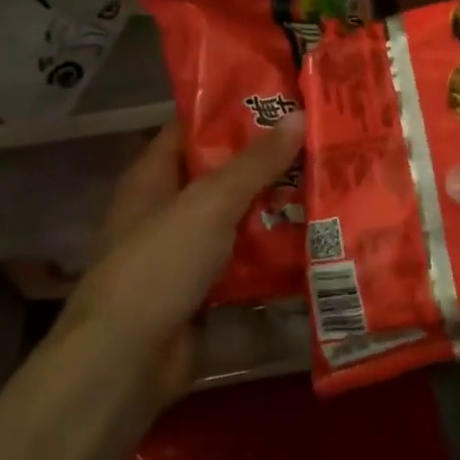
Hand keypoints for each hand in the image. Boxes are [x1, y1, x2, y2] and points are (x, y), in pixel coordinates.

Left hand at [58, 115, 305, 404]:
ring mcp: (187, 253)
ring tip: (331, 182)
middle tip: (321, 139)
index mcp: (153, 178)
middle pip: (223, 175)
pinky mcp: (207, 291)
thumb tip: (298, 115)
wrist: (128, 362)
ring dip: (279, 206)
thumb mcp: (209, 204)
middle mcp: (168, 210)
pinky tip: (319, 237)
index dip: (232, 110)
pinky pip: (247, 261)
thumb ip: (255, 163)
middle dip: (269, 161)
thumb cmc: (159, 265)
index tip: (282, 97)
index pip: (192, 128)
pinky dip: (276, 251)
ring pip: (240, 219)